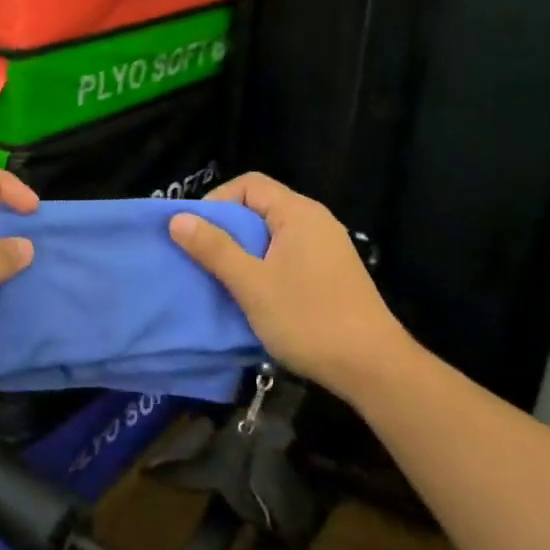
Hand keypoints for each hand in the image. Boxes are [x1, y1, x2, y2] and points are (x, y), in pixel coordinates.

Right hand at [169, 172, 408, 397]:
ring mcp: (327, 246)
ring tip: (223, 277)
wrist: (371, 365)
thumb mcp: (252, 284)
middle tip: (203, 258)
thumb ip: (215, 249)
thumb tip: (178, 218)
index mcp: (298, 213)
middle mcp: (316, 220)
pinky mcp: (332, 271)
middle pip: (262, 206)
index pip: (249, 184)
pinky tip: (256, 293)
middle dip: (227, 228)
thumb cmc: (308, 319)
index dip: (217, 201)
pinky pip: (289, 253)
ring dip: (245, 250)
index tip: (196, 233)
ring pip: (274, 233)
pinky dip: (265, 264)